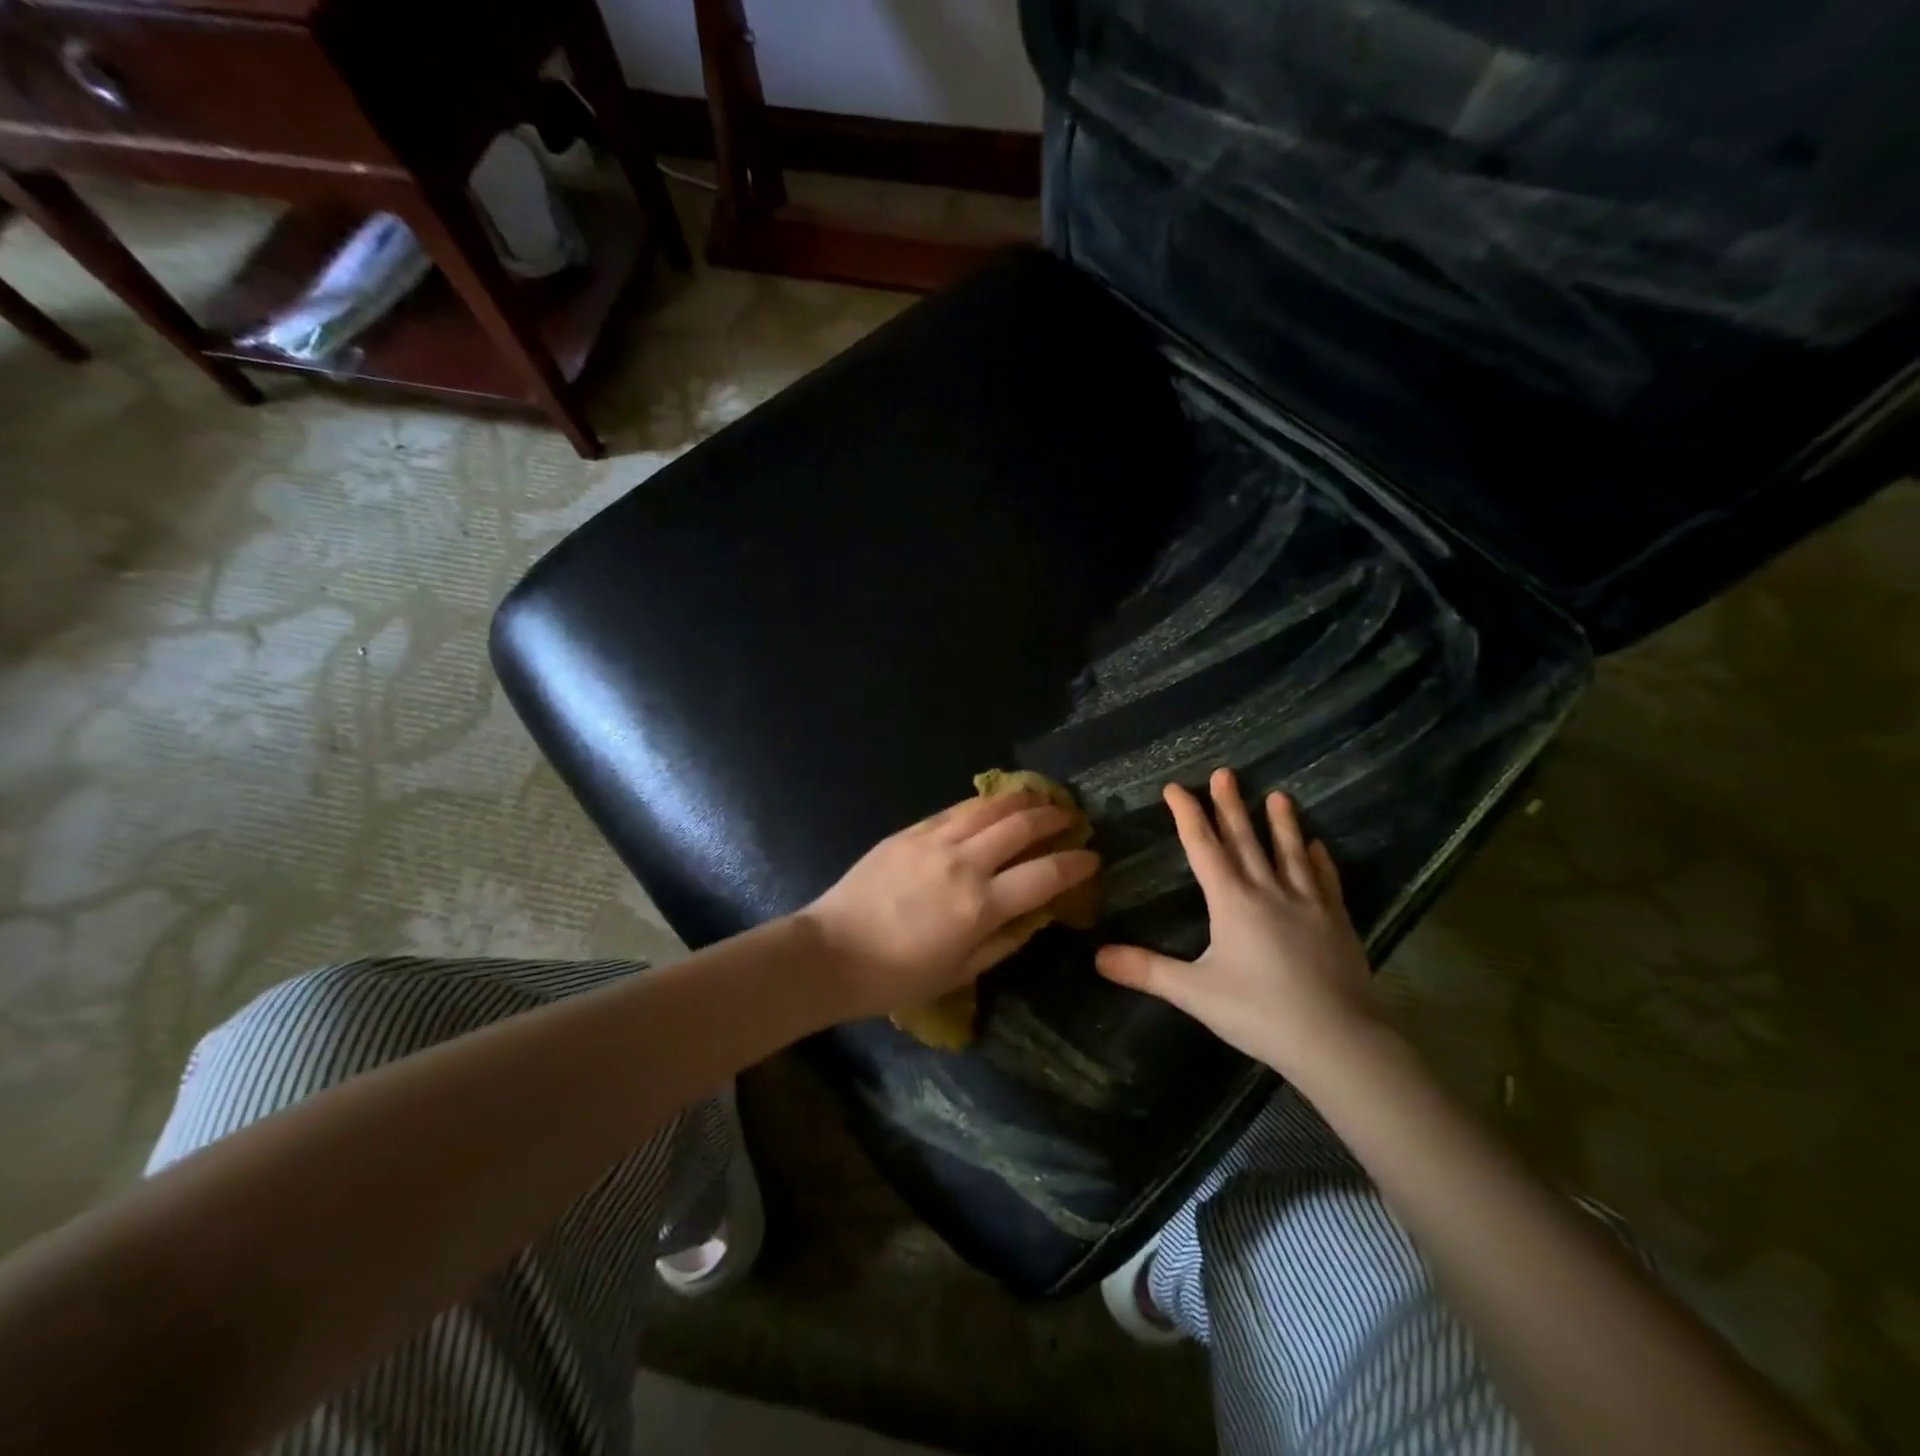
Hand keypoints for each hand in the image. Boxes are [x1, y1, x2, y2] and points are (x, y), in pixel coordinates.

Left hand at [800, 792, 1100, 1021]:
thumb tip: (1036, 916)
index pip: (1045, 875)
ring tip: (1041, 797)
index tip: (1092, 857)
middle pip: (1022, 827)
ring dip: (1022, 800)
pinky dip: (983, 802)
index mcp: (981, 906)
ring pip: (990, 808)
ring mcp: (934, 842)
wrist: (831, 952)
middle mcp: (965, 864)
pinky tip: (993, 802)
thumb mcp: (960, 972)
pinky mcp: (910, 832)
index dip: (1076, 863)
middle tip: (1072, 817)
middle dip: (1055, 818)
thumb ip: (1004, 941)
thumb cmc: (897, 976)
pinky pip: (955, 809)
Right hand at [1095, 768, 1377, 1081]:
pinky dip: (1318, 860)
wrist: (1338, 1041)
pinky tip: (1317, 846)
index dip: (1187, 815)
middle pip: (1245, 840)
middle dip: (1230, 805)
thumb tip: (1097, 956)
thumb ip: (1146, 971)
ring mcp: (1308, 904)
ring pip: (1289, 852)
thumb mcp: (1195, 993)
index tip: (1175, 787)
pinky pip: (1325, 880)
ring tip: (1278, 794)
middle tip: (1224, 773)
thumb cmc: (1260, 1013)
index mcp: (1232, 901)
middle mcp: (1269, 891)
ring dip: (1281, 823)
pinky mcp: (1336, 921)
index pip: (1204, 847)